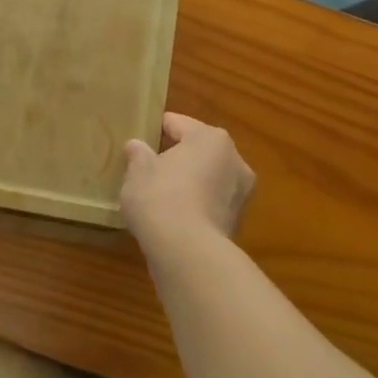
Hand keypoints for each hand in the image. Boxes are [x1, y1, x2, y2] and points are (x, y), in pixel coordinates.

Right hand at [120, 113, 255, 254]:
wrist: (187, 253)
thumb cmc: (161, 198)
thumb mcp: (138, 171)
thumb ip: (137, 154)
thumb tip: (136, 146)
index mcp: (210, 138)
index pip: (177, 123)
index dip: (155, 129)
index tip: (138, 139)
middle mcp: (234, 160)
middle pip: (197, 150)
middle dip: (175, 157)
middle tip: (147, 167)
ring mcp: (240, 194)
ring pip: (206, 178)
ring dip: (187, 182)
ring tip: (158, 194)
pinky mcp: (237, 222)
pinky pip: (209, 203)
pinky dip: (194, 205)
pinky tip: (172, 216)